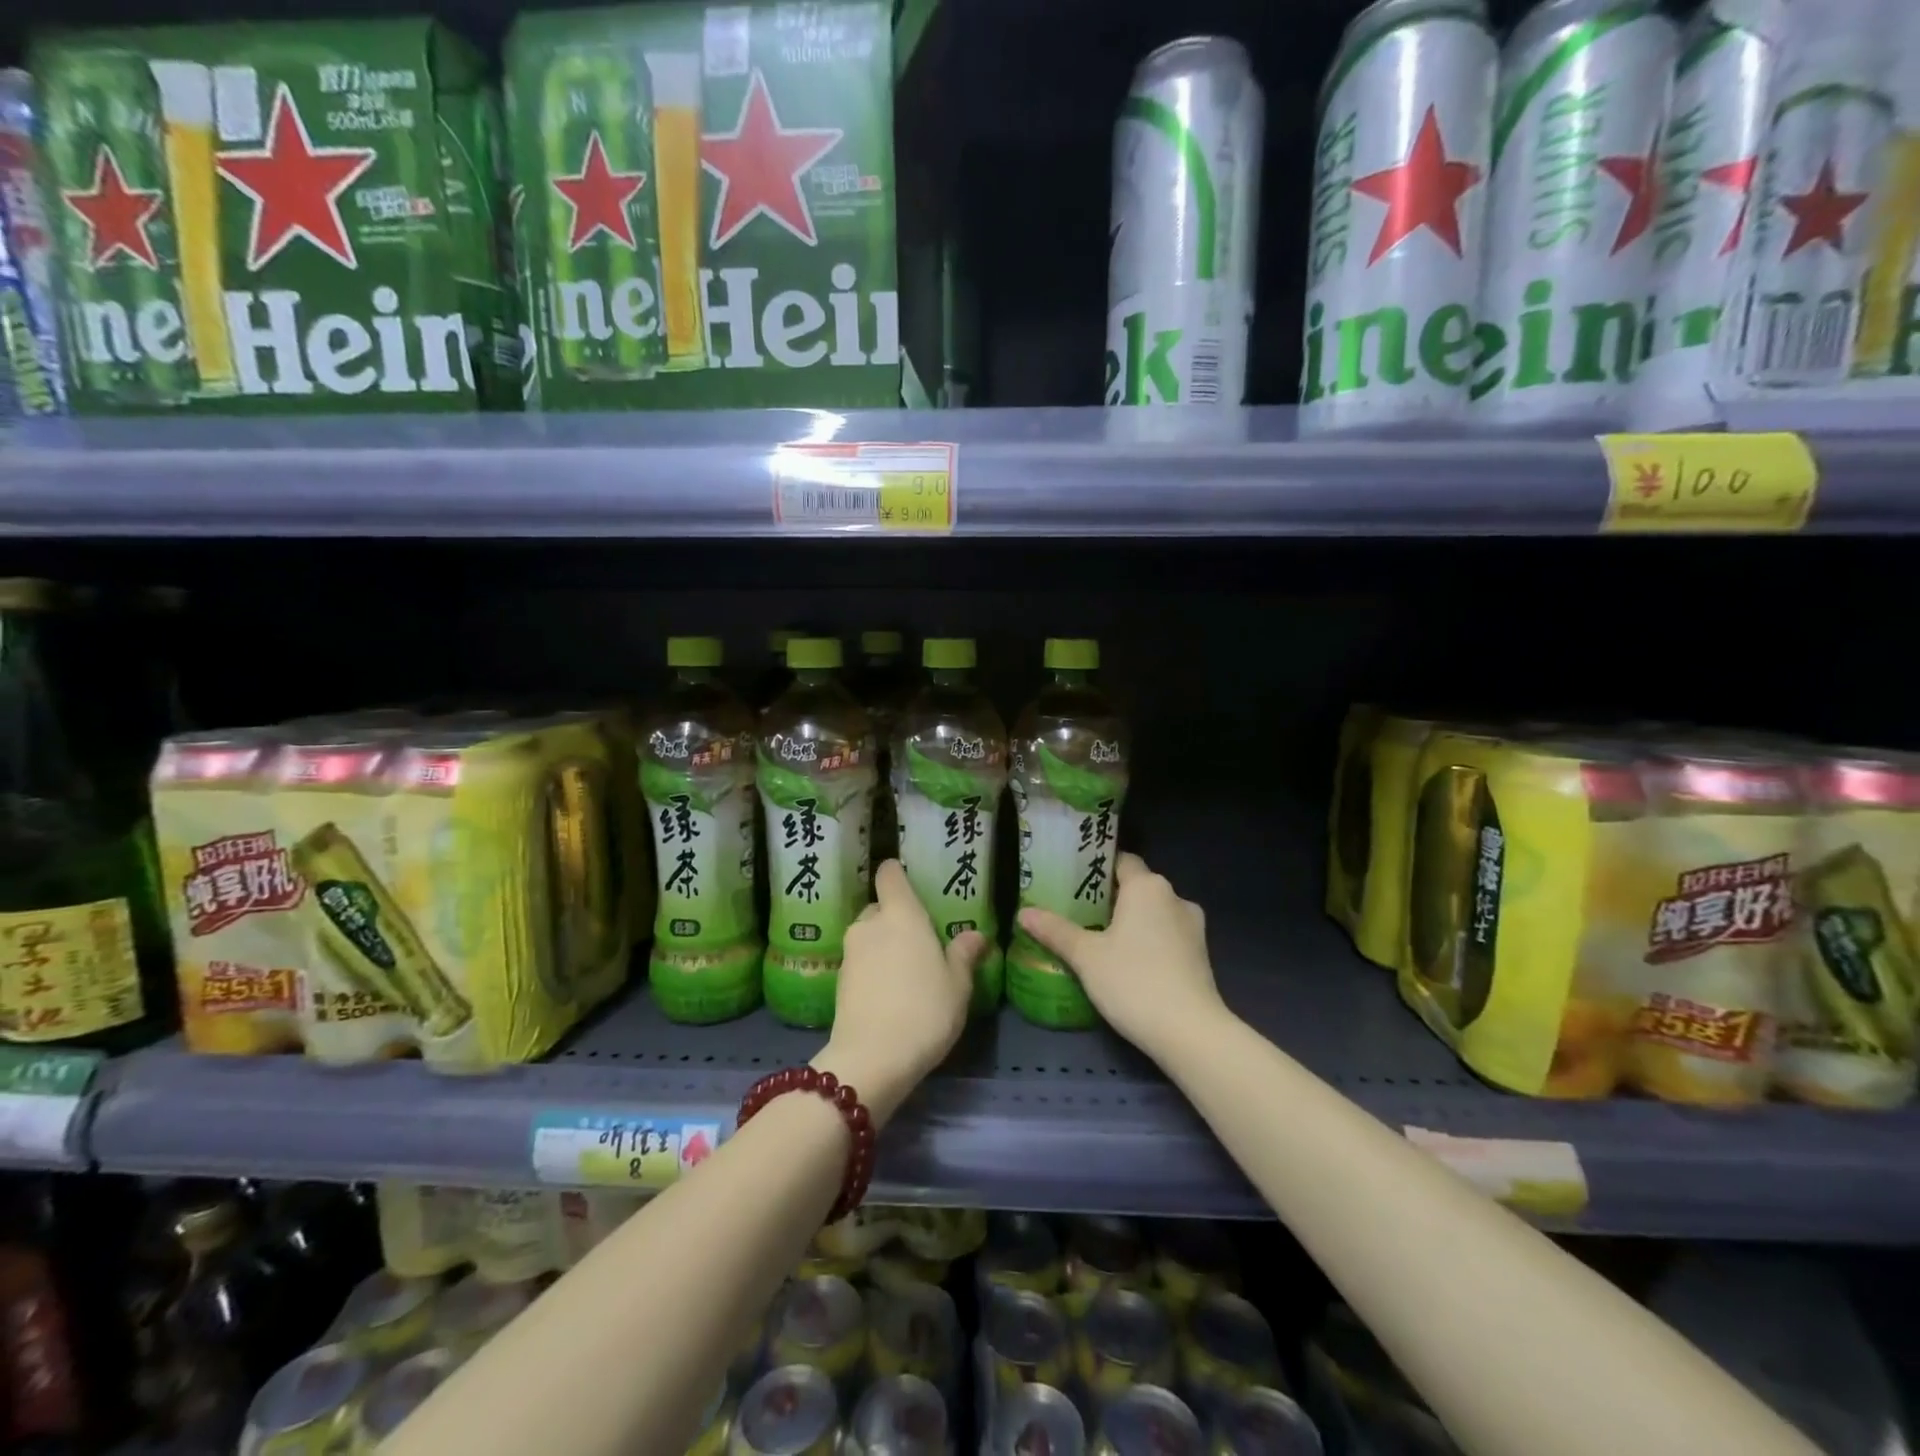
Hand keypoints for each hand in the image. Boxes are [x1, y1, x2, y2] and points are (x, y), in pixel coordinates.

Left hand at [814, 861, 983, 1125]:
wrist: (872, 1059)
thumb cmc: (925, 1010)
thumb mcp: (958, 984)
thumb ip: (964, 954)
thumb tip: (976, 934)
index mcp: (901, 914)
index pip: (889, 874)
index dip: (898, 873)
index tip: (912, 883)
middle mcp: (870, 924)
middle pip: (879, 907)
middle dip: (895, 918)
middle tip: (920, 941)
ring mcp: (850, 952)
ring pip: (868, 936)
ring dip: (883, 946)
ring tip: (906, 972)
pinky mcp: (838, 981)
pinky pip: (860, 962)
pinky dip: (872, 969)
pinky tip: (890, 994)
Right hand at [1016, 853, 1225, 1062]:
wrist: (1190, 1031)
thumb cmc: (1133, 981)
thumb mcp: (1085, 956)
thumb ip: (1055, 930)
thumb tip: (1023, 912)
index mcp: (1147, 886)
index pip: (1121, 860)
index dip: (1097, 868)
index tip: (1073, 881)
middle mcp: (1174, 897)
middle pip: (1137, 886)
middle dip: (1110, 897)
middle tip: (1077, 912)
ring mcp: (1192, 926)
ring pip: (1154, 912)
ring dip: (1132, 920)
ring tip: (1100, 939)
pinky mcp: (1201, 954)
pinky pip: (1167, 934)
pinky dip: (1148, 940)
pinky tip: (1129, 962)